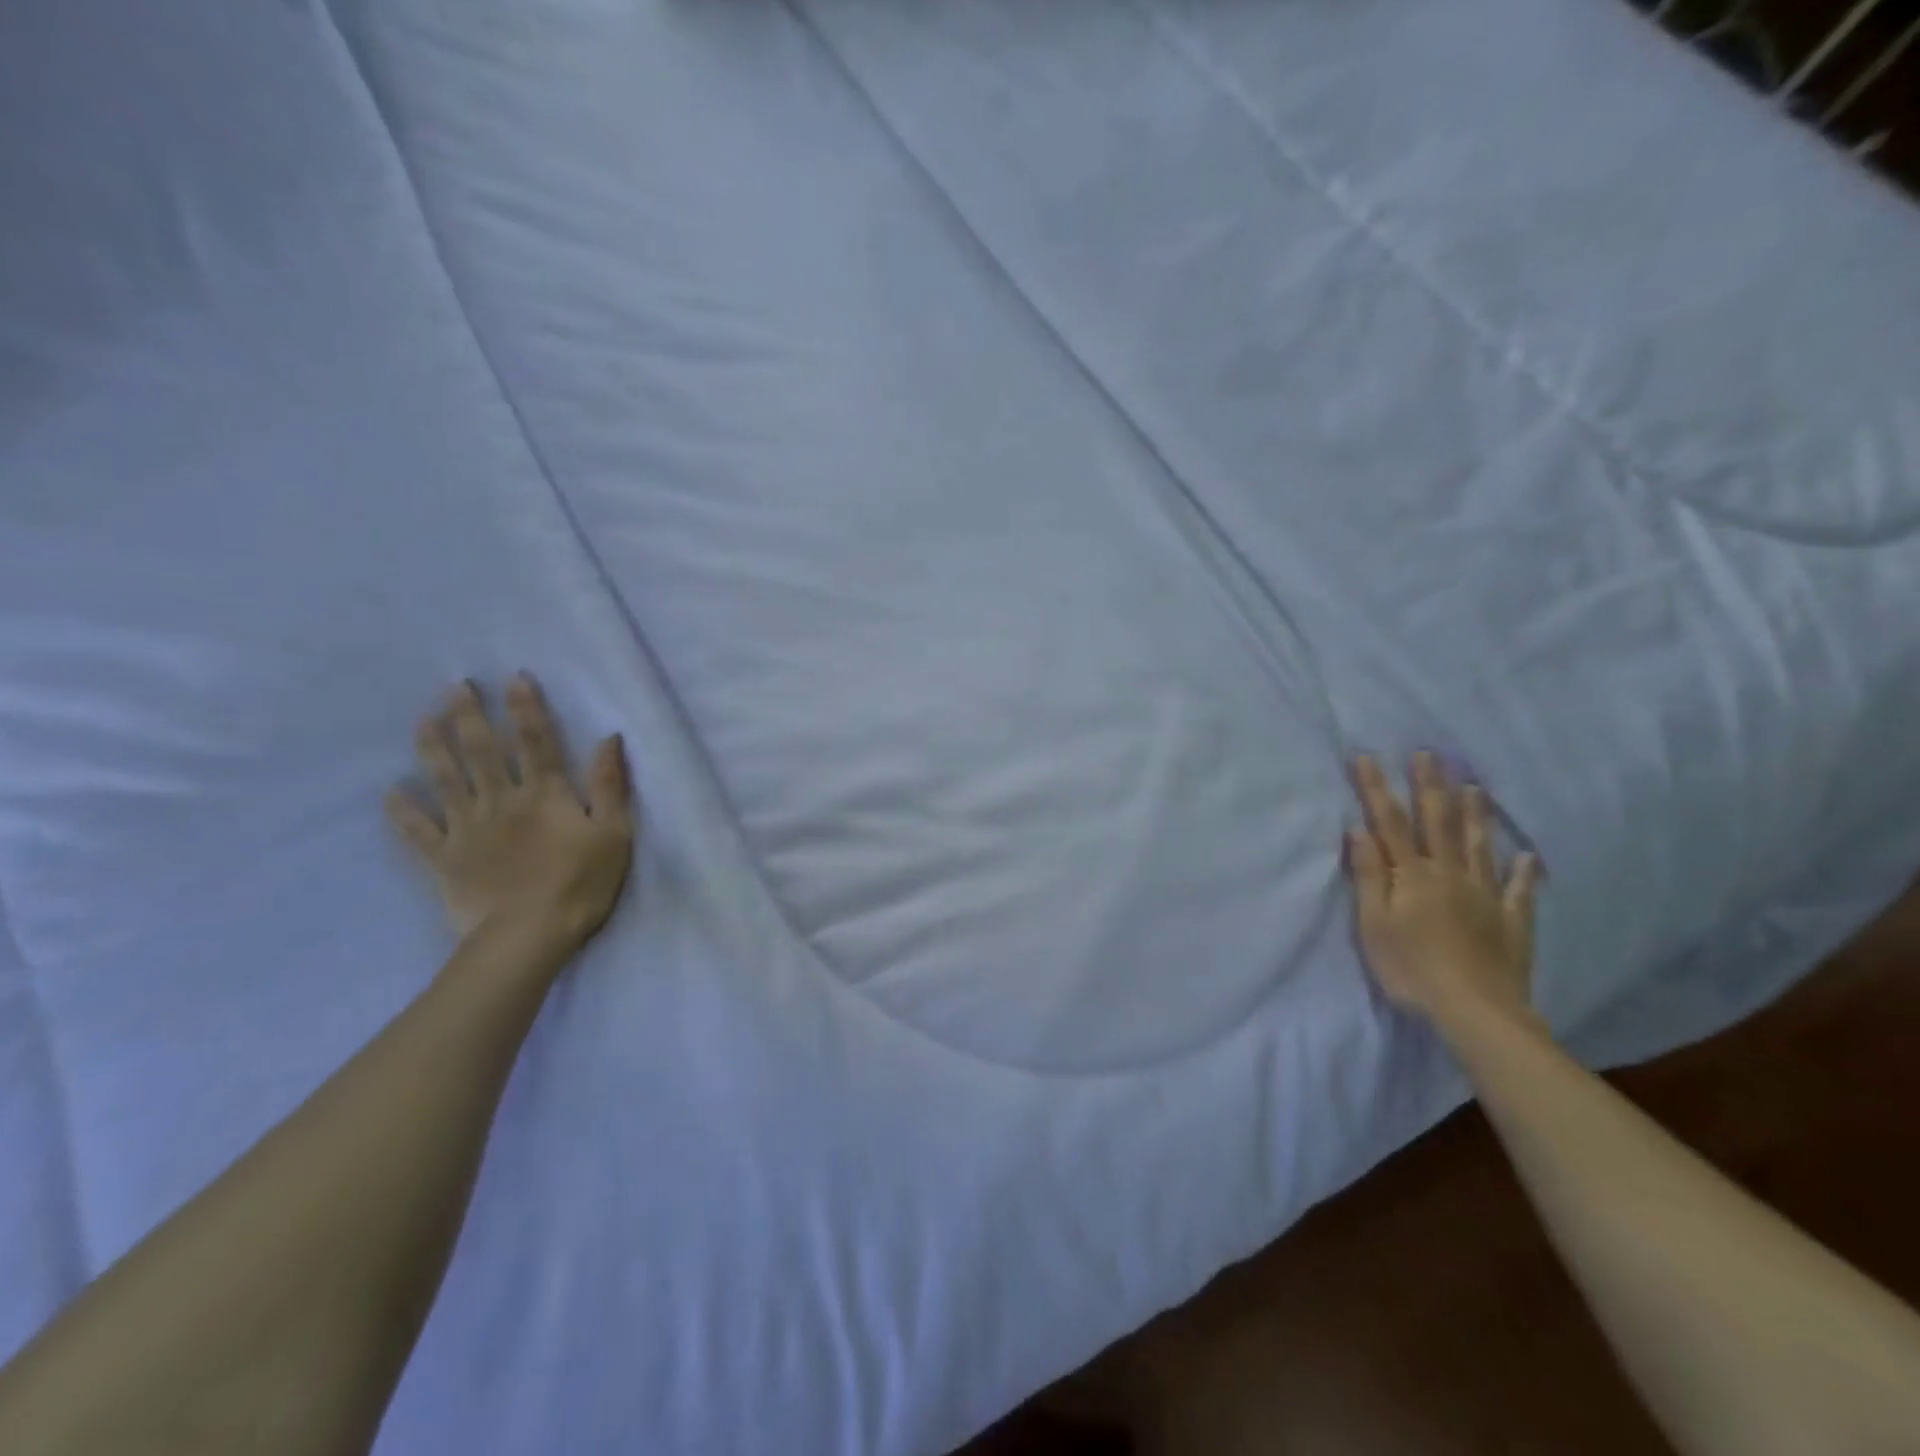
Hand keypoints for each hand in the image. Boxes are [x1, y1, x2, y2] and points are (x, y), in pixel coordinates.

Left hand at [386, 676, 635, 950]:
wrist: (528, 936)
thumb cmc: (580, 883)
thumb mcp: (614, 833)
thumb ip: (609, 786)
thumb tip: (609, 739)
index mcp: (544, 795)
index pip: (536, 742)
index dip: (525, 709)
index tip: (512, 678)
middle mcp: (501, 801)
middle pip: (483, 751)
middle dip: (469, 715)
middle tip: (454, 685)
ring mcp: (467, 829)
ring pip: (446, 780)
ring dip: (433, 748)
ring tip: (422, 720)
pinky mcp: (444, 859)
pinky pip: (418, 831)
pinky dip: (402, 811)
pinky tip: (389, 792)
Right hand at [1347, 752, 1540, 1027]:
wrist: (1475, 1010)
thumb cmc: (1411, 968)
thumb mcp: (1374, 924)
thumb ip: (1369, 875)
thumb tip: (1358, 829)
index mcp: (1412, 875)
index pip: (1389, 823)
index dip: (1376, 789)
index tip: (1367, 757)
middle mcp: (1450, 874)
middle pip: (1438, 824)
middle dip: (1430, 787)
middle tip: (1429, 754)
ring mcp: (1484, 896)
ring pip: (1479, 846)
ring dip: (1475, 816)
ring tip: (1475, 787)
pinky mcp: (1510, 921)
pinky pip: (1518, 891)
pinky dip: (1524, 873)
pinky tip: (1529, 857)